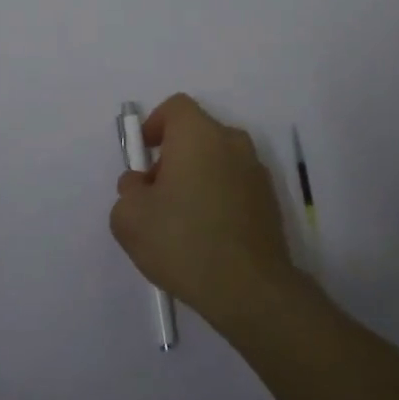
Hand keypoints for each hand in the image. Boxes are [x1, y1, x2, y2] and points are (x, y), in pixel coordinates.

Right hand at [109, 94, 298, 331]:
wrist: (250, 291)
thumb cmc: (184, 242)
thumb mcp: (130, 219)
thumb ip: (128, 191)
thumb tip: (142, 185)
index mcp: (198, 134)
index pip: (175, 108)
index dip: (154, 126)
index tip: (143, 158)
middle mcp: (231, 142)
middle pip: (196, 135)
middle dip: (173, 157)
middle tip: (156, 195)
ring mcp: (256, 171)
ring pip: (217, 161)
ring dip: (197, 178)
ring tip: (181, 222)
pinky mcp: (270, 201)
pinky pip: (235, 185)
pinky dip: (219, 198)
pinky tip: (207, 237)